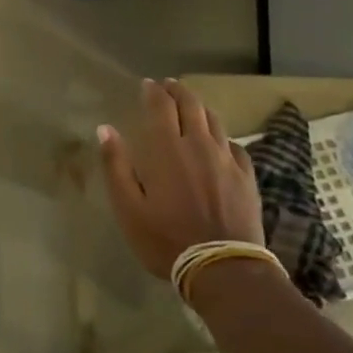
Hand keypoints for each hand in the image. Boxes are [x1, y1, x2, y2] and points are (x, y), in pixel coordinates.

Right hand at [97, 78, 263, 279]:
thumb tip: (105, 129)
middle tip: (169, 86)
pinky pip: (235, 146)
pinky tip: (220, 142)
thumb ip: (116, 166)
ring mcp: (226, 160)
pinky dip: (222, 137)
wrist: (223, 268)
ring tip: (192, 105)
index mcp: (166, 150)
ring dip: (200, 108)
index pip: (160, 107)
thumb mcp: (128, 207)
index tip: (147, 84)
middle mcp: (198, 145)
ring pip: (214, 122)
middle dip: (178, 92)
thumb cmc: (165, 239)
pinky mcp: (246, 178)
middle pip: (191, 106)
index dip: (153, 92)